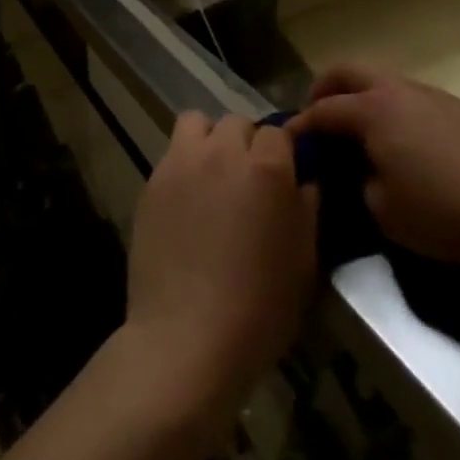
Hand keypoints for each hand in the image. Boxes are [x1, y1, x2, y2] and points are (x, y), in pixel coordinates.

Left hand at [124, 113, 318, 417]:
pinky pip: (173, 153)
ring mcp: (182, 161)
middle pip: (238, 123)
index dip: (284, 153)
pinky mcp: (153, 179)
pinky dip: (184, 164)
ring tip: (214, 177)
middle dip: (248, 144)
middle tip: (250, 183)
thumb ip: (307, 210)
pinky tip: (188, 202)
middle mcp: (223, 151)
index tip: (286, 178)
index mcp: (267, 168)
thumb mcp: (303, 264)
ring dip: (210, 141)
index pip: (279, 132)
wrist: (186, 337)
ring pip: (198, 122)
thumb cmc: (258, 309)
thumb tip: (306, 181)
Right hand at [290, 62, 459, 274]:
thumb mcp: (387, 214)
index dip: (300, 127)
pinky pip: (407, 97)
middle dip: (325, 90)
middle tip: (316, 119)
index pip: (322, 111)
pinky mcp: (457, 107)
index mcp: (371, 110)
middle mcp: (395, 90)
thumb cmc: (450, 211)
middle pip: (347, 72)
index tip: (286, 143)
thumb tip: (358, 174)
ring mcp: (429, 94)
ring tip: (358, 134)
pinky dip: (390, 109)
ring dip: (360, 97)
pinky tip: (402, 144)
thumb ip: (359, 186)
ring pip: (380, 80)